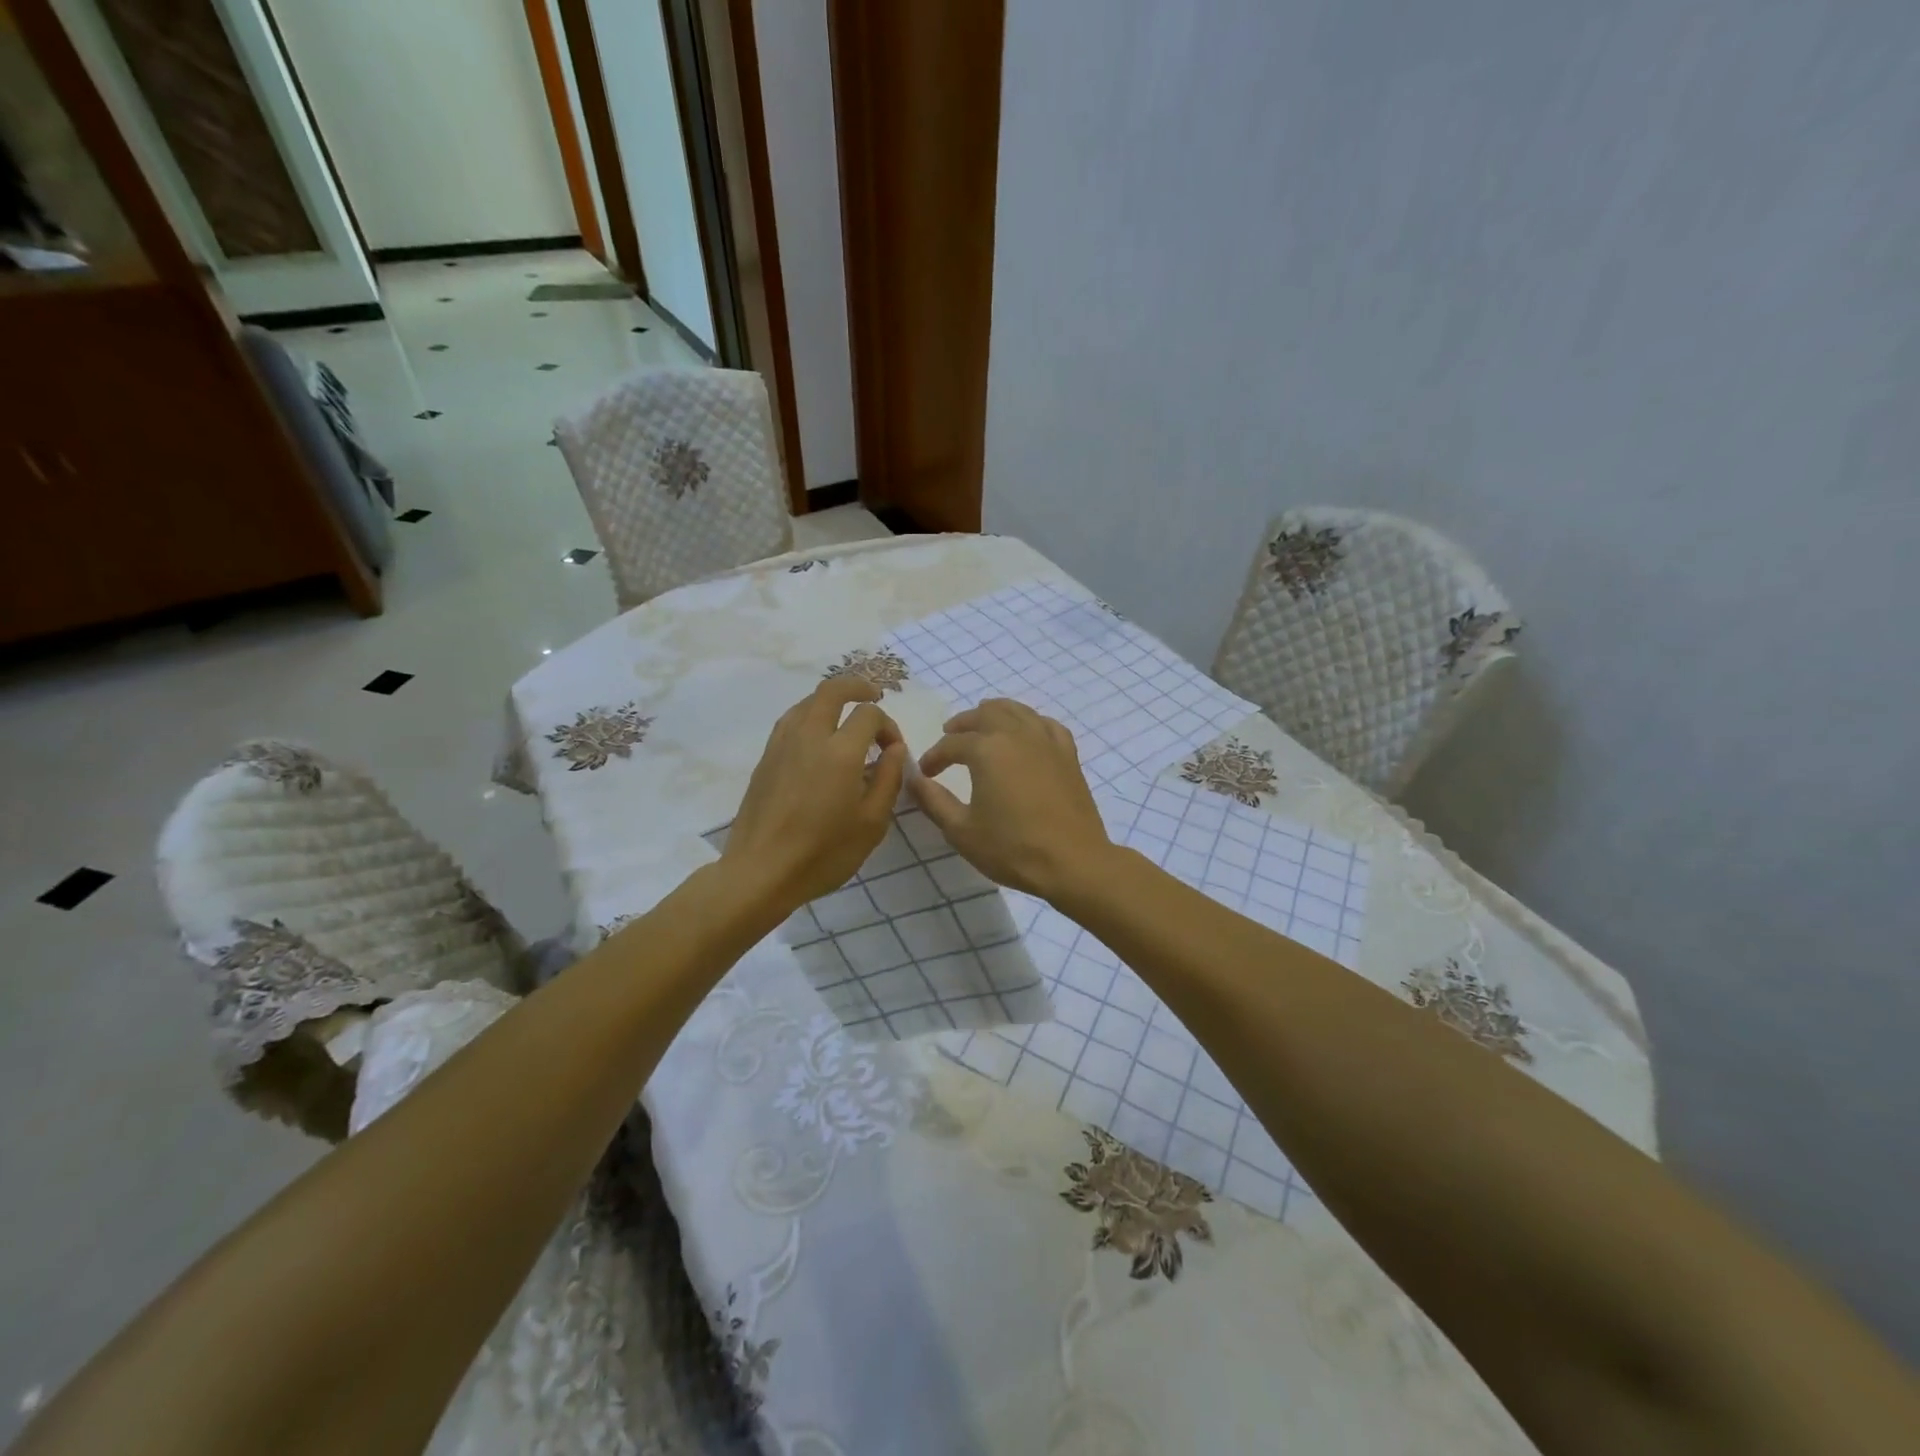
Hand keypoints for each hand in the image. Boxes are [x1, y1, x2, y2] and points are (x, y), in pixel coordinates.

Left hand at [723, 678, 907, 912]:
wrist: (761, 871)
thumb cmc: (824, 853)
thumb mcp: (872, 822)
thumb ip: (889, 779)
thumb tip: (894, 748)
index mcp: (840, 752)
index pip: (869, 714)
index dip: (888, 725)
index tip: (893, 750)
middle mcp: (809, 737)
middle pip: (832, 690)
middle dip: (857, 687)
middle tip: (874, 697)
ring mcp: (782, 745)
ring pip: (807, 702)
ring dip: (831, 701)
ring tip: (845, 717)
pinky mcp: (765, 758)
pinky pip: (790, 721)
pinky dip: (810, 716)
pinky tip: (817, 738)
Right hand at [907, 698, 1115, 900]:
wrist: (1073, 862)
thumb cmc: (1012, 848)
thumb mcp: (961, 830)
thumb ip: (933, 800)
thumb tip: (912, 779)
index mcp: (987, 750)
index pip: (951, 744)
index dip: (934, 757)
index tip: (926, 773)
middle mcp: (1016, 734)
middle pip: (985, 714)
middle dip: (963, 723)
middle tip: (950, 736)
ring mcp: (1046, 741)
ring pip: (1017, 711)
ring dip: (995, 713)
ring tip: (984, 725)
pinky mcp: (1068, 754)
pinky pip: (1046, 724)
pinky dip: (1030, 722)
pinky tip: (1026, 733)